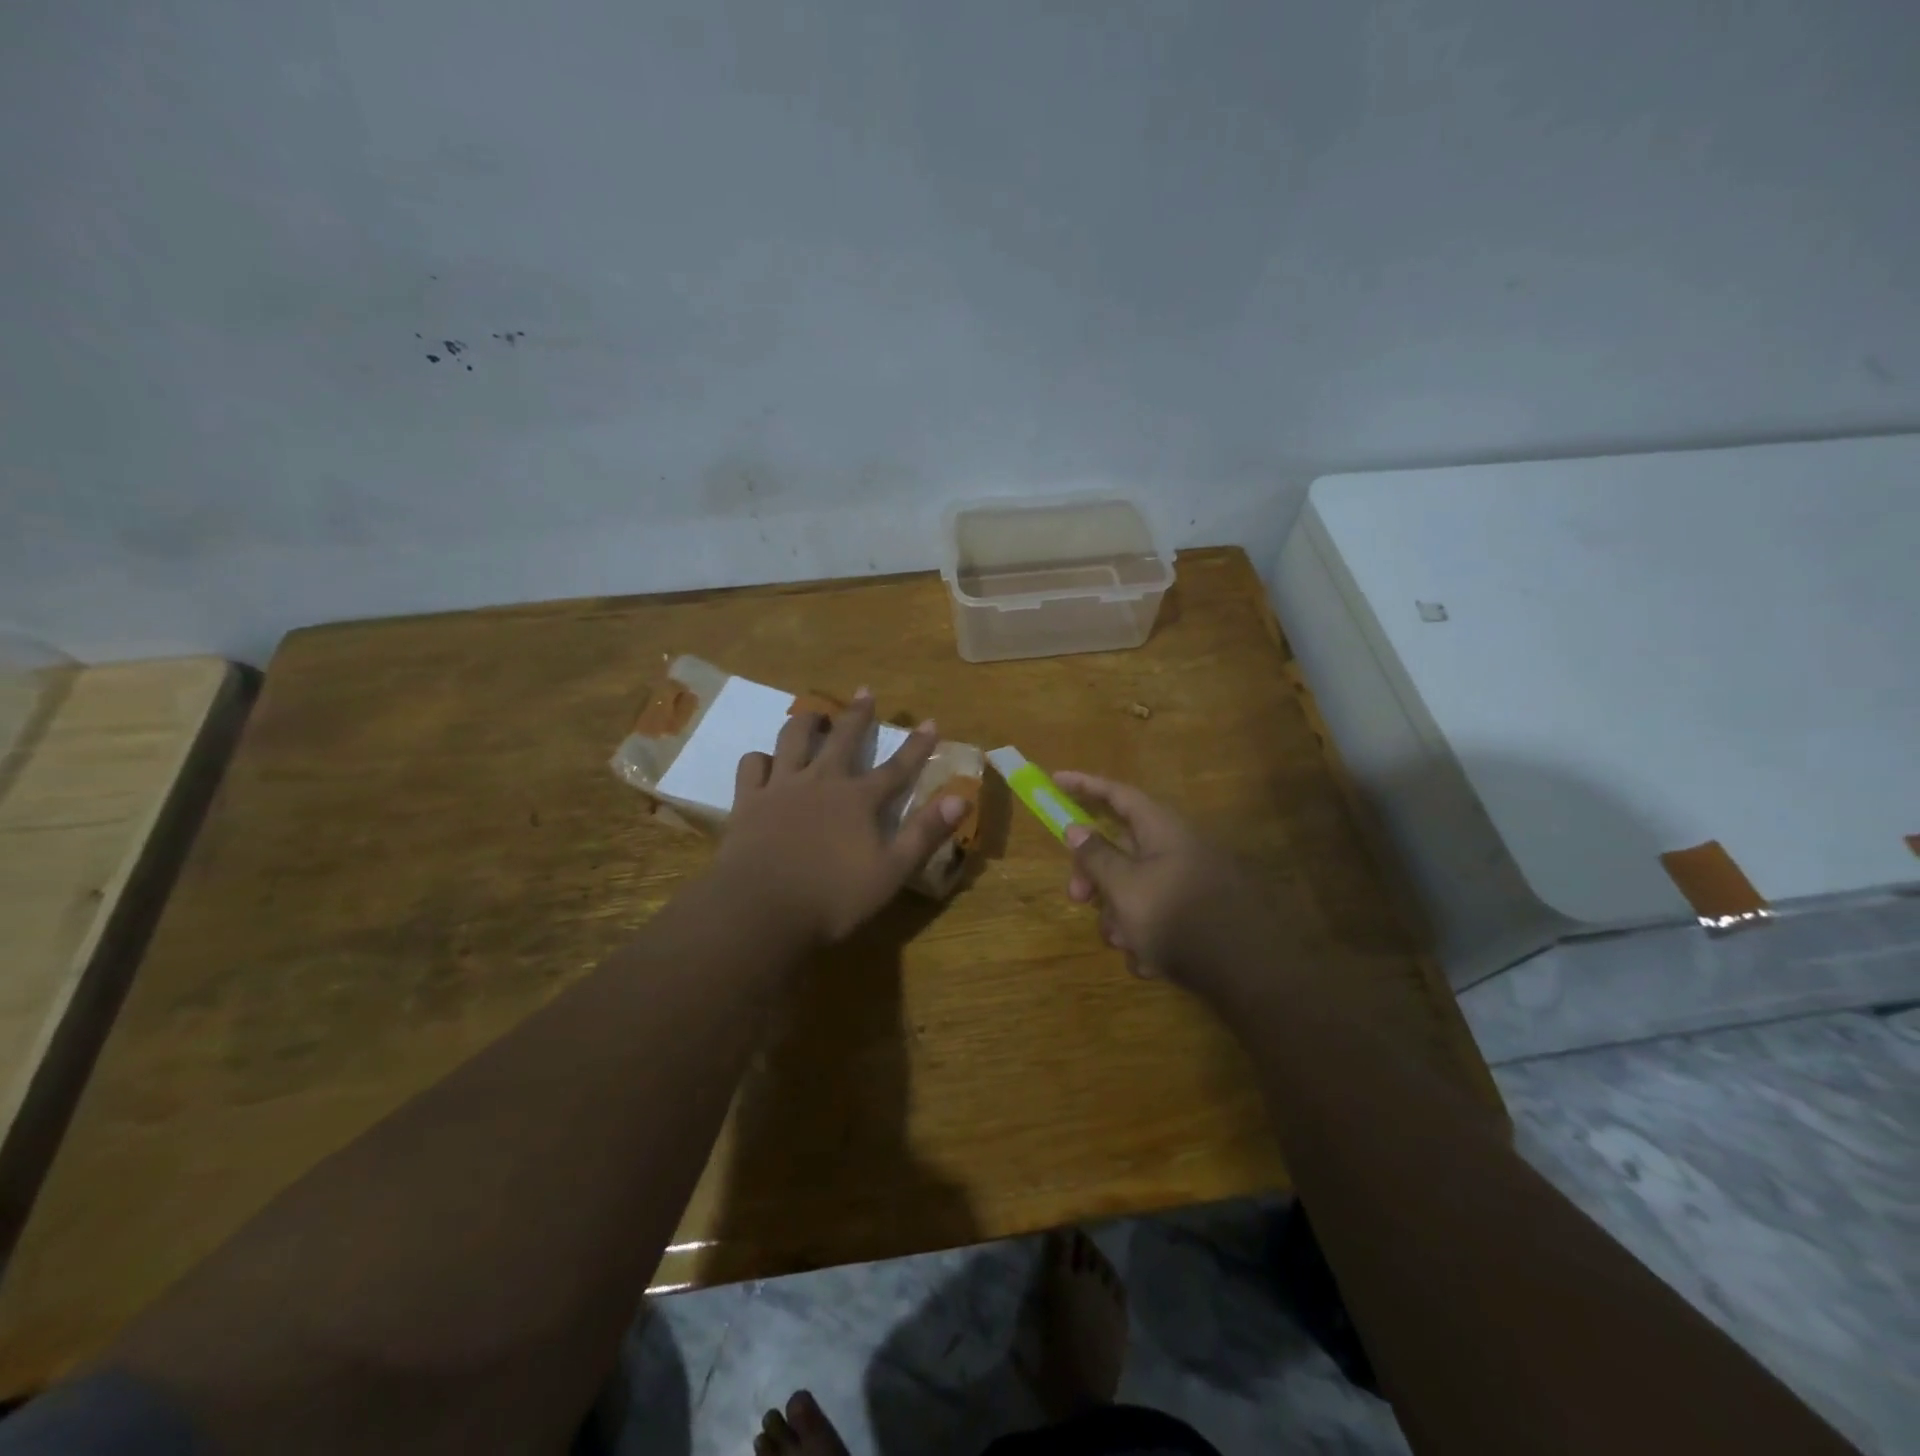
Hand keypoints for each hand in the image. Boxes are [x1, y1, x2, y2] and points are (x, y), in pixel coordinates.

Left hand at [714, 690, 971, 945]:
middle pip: (843, 739)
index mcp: (858, 800)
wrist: (760, 909)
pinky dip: (761, 759)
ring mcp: (782, 787)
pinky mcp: (749, 801)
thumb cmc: (832, 897)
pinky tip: (765, 761)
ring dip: (807, 722)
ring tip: (815, 714)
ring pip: (794, 739)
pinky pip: (753, 766)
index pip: (896, 768)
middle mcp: (822, 782)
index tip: (930, 722)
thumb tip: (960, 799)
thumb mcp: (891, 871)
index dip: (917, 746)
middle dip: (858, 715)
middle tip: (865, 692)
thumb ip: (924, 833)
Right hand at [1056, 772, 1273, 993]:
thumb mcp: (1124, 886)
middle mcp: (1176, 848)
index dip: (1084, 785)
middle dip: (1094, 877)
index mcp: (1161, 829)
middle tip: (1076, 898)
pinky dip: (1145, 936)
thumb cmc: (1175, 917)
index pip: (1117, 794)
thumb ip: (1095, 856)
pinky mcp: (1196, 915)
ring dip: (1118, 916)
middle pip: (1119, 848)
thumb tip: (1075, 828)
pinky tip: (1150, 961)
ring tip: (1125, 943)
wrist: (1246, 971)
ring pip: (1133, 888)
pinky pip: (1155, 916)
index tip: (1055, 780)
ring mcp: (1188, 882)